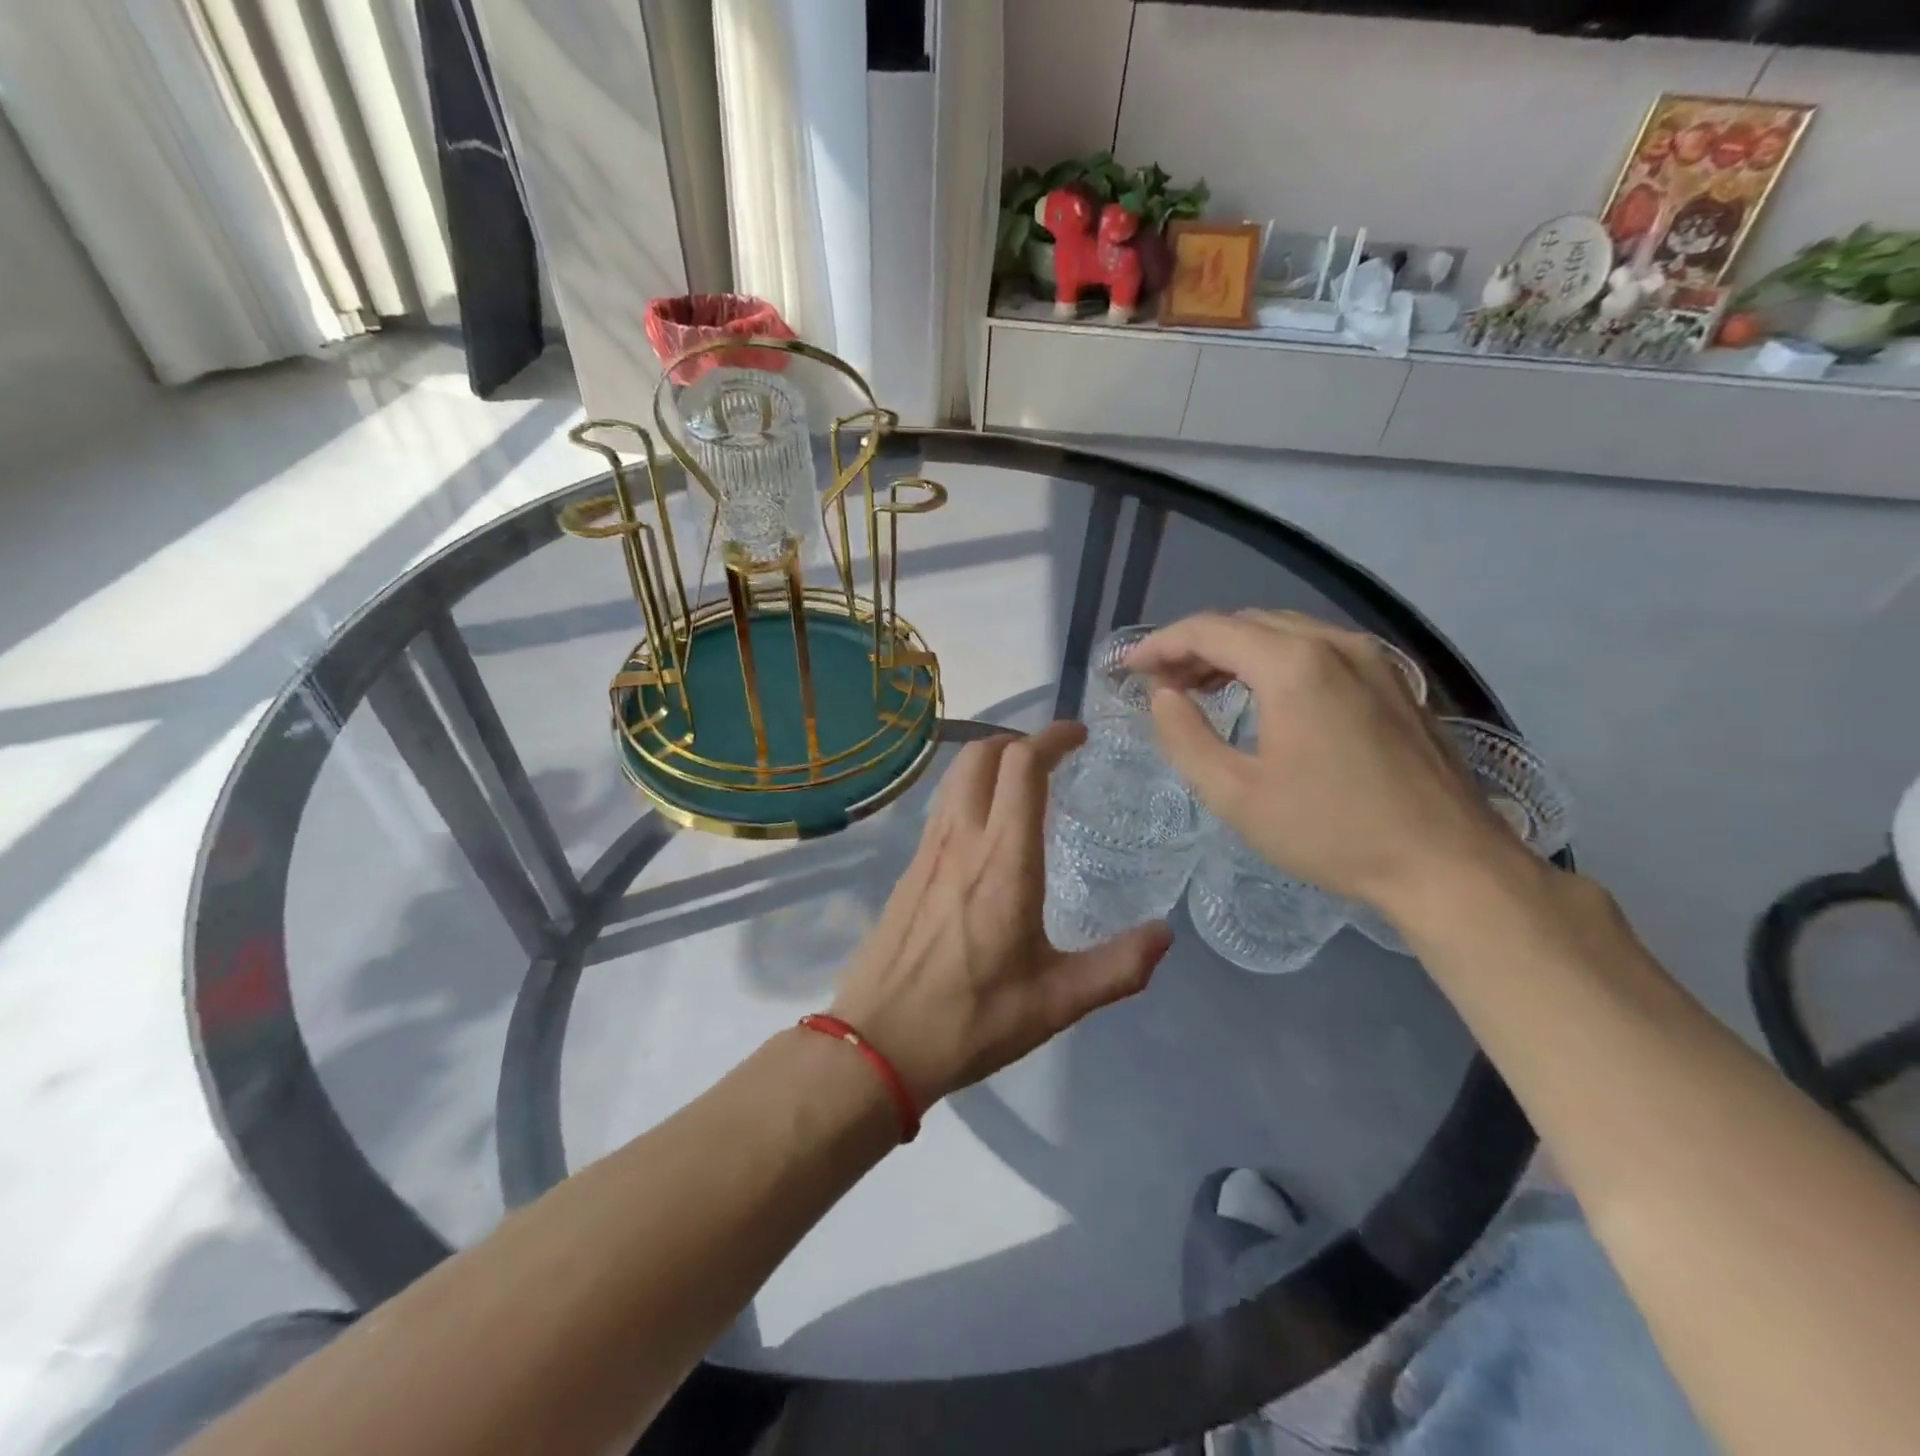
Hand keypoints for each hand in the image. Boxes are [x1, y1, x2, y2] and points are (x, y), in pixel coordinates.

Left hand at [831, 722, 1171, 1108]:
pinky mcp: (909, 868)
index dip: (1052, 737)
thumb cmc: (970, 1019)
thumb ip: (1118, 967)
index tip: (1079, 736)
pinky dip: (970, 791)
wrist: (877, 1044)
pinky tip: (988, 829)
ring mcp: (928, 850)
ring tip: (1024, 785)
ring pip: (956, 776)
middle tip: (1054, 758)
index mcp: (1003, 860)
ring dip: (991, 761)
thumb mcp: (1056, 1003)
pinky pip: (942, 806)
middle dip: (1019, 740)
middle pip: (981, 754)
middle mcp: (961, 840)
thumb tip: (1165, 935)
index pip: (1022, 766)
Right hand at [1131, 611, 1525, 915]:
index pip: (1209, 630)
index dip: (1161, 644)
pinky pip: (1319, 650)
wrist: (1448, 863)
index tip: (1129, 668)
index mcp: (1294, 666)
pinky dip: (1277, 660)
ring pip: (1285, 632)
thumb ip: (1186, 738)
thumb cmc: (1332, 832)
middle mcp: (1334, 644)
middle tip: (1162, 683)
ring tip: (1203, 687)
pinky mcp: (1394, 680)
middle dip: (1196, 646)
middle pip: (1247, 622)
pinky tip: (1265, 696)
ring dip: (1236, 651)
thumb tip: (1163, 696)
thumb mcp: (1237, 795)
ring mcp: (1373, 658)